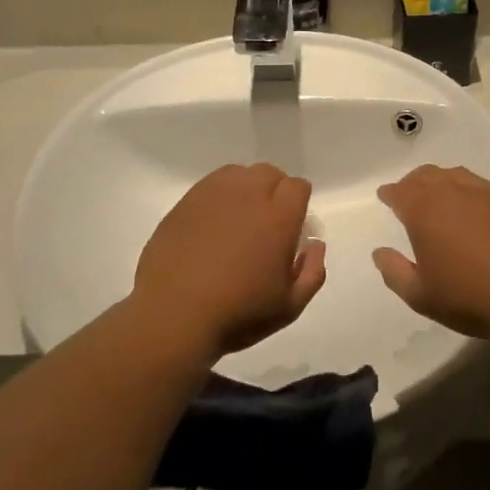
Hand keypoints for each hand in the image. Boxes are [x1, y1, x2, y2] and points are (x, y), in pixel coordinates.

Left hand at [133, 163, 326, 357]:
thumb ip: (312, 272)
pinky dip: (218, 197)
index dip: (299, 205)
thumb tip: (315, 245)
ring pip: (238, 174)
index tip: (293, 229)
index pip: (298, 187)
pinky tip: (212, 225)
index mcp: (279, 217)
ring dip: (246, 189)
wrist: (174, 315)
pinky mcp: (184, 202)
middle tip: (267, 225)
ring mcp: (212, 194)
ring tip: (238, 220)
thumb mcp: (289, 307)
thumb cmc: (238, 314)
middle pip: (269, 173)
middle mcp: (248, 195)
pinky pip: (209, 186)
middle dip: (275, 192)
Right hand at [372, 165, 489, 348]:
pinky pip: (482, 186)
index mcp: (425, 211)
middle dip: (413, 183)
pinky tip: (473, 208)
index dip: (390, 193)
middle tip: (408, 195)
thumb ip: (394, 272)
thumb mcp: (421, 296)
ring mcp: (487, 194)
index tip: (386, 197)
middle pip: (427, 176)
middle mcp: (454, 193)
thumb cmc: (470, 298)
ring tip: (439, 197)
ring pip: (456, 176)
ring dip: (441, 181)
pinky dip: (468, 190)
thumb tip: (380, 252)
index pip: (401, 191)